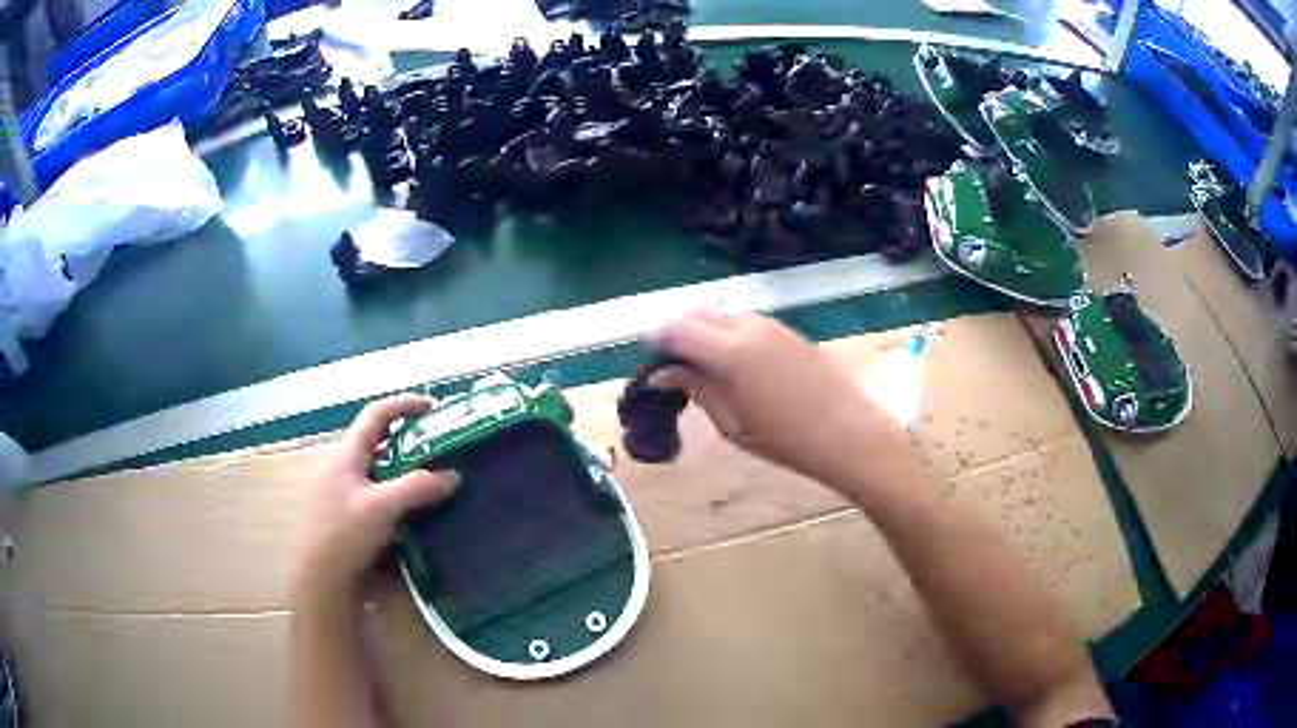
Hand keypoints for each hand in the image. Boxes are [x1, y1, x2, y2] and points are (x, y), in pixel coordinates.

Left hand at [292, 394, 459, 606]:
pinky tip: (414, 507)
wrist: (322, 578)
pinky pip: (377, 490)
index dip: (404, 404)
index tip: (433, 407)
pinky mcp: (348, 513)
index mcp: (347, 454)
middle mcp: (342, 466)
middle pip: (377, 439)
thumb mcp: (383, 507)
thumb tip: (454, 476)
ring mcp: (343, 490)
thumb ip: (418, 487)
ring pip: (378, 467)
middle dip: (408, 437)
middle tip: (437, 444)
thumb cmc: (345, 534)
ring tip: (432, 476)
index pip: (376, 414)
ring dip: (404, 466)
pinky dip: (397, 489)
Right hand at [650, 311, 912, 489]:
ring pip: (725, 316)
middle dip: (680, 331)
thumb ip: (696, 390)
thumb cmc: (785, 440)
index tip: (650, 358)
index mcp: (729, 352)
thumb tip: (664, 374)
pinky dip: (732, 335)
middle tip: (674, 363)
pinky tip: (738, 364)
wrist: (848, 434)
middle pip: (699, 313)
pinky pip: (749, 324)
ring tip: (706, 367)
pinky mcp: (790, 332)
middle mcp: (748, 327)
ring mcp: (772, 325)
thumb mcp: (732, 424)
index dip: (657, 339)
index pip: (677, 329)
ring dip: (707, 332)